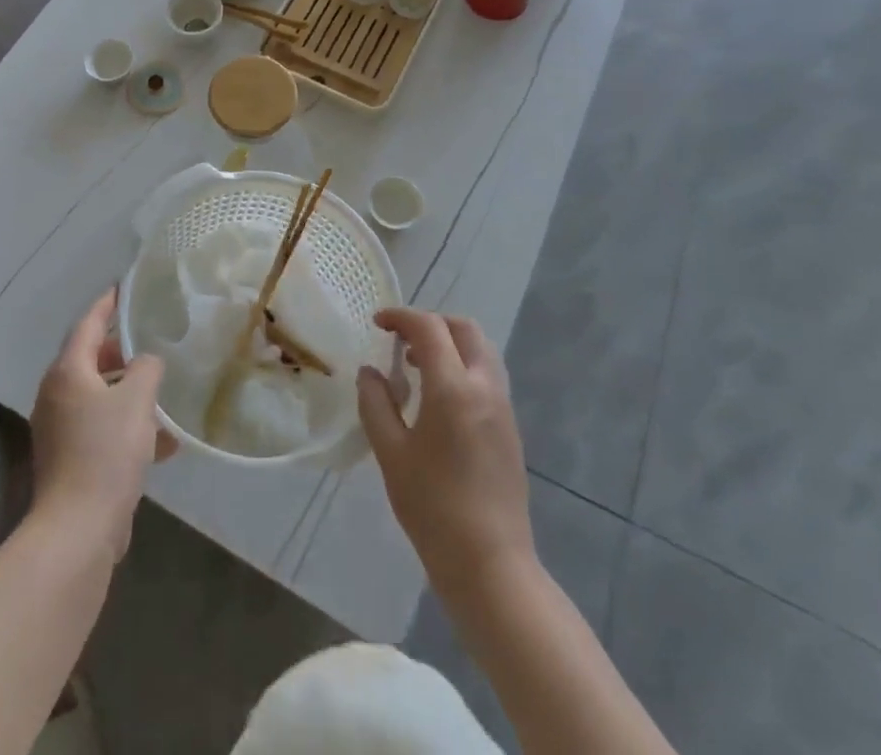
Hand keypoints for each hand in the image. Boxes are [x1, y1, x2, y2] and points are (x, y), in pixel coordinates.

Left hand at [30, 289, 174, 559]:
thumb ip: (146, 370)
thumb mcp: (137, 401)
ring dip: (128, 392)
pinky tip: (163, 443)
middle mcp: (57, 395)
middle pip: (89, 360)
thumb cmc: (106, 453)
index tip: (124, 288)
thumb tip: (146, 362)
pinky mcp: (69, 460)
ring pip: (98, 396)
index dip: (107, 305)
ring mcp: (60, 430)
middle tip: (148, 342)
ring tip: (161, 392)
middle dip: (119, 351)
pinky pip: (101, 428)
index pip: (87, 324)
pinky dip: (127, 426)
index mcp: (67, 373)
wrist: (78, 530)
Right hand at [357, 309, 535, 582]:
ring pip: (480, 350)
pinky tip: (438, 397)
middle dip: (431, 323)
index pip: (429, 328)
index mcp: (454, 388)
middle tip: (400, 340)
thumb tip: (370, 372)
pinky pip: (487, 375)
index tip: (377, 323)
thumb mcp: (391, 453)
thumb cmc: (433, 507)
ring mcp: (503, 407)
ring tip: (417, 366)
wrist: (490, 564)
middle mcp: (485, 386)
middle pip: (464, 329)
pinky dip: (462, 366)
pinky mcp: (510, 427)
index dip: (401, 317)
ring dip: (450, 343)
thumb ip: (376, 404)